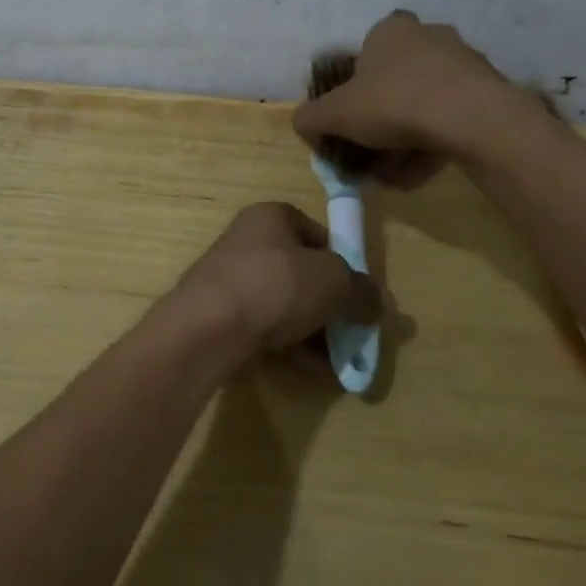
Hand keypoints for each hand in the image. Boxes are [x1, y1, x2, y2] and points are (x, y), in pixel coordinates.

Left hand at [172, 203, 380, 353]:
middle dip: (330, 303)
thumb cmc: (275, 285)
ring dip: (314, 329)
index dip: (343, 262)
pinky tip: (315, 368)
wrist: (209, 328)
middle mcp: (247, 241)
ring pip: (284, 303)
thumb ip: (360, 290)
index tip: (359, 293)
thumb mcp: (333, 281)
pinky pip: (266, 327)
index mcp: (270, 217)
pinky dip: (291, 345)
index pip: (317, 234)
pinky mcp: (221, 316)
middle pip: (301, 272)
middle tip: (353, 329)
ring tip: (340, 357)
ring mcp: (230, 280)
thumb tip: (376, 303)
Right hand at [292, 11, 560, 178]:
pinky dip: (429, 148)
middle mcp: (429, 38)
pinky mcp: (487, 94)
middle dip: (378, 125)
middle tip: (366, 158)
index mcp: (390, 31)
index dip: (352, 89)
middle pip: (394, 84)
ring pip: (422, 107)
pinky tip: (415, 179)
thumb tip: (302, 124)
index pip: (364, 54)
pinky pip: (449, 122)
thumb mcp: (335, 113)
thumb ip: (311, 118)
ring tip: (390, 178)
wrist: (471, 118)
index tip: (348, 121)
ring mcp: (463, 65)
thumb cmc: (394, 102)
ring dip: (402, 144)